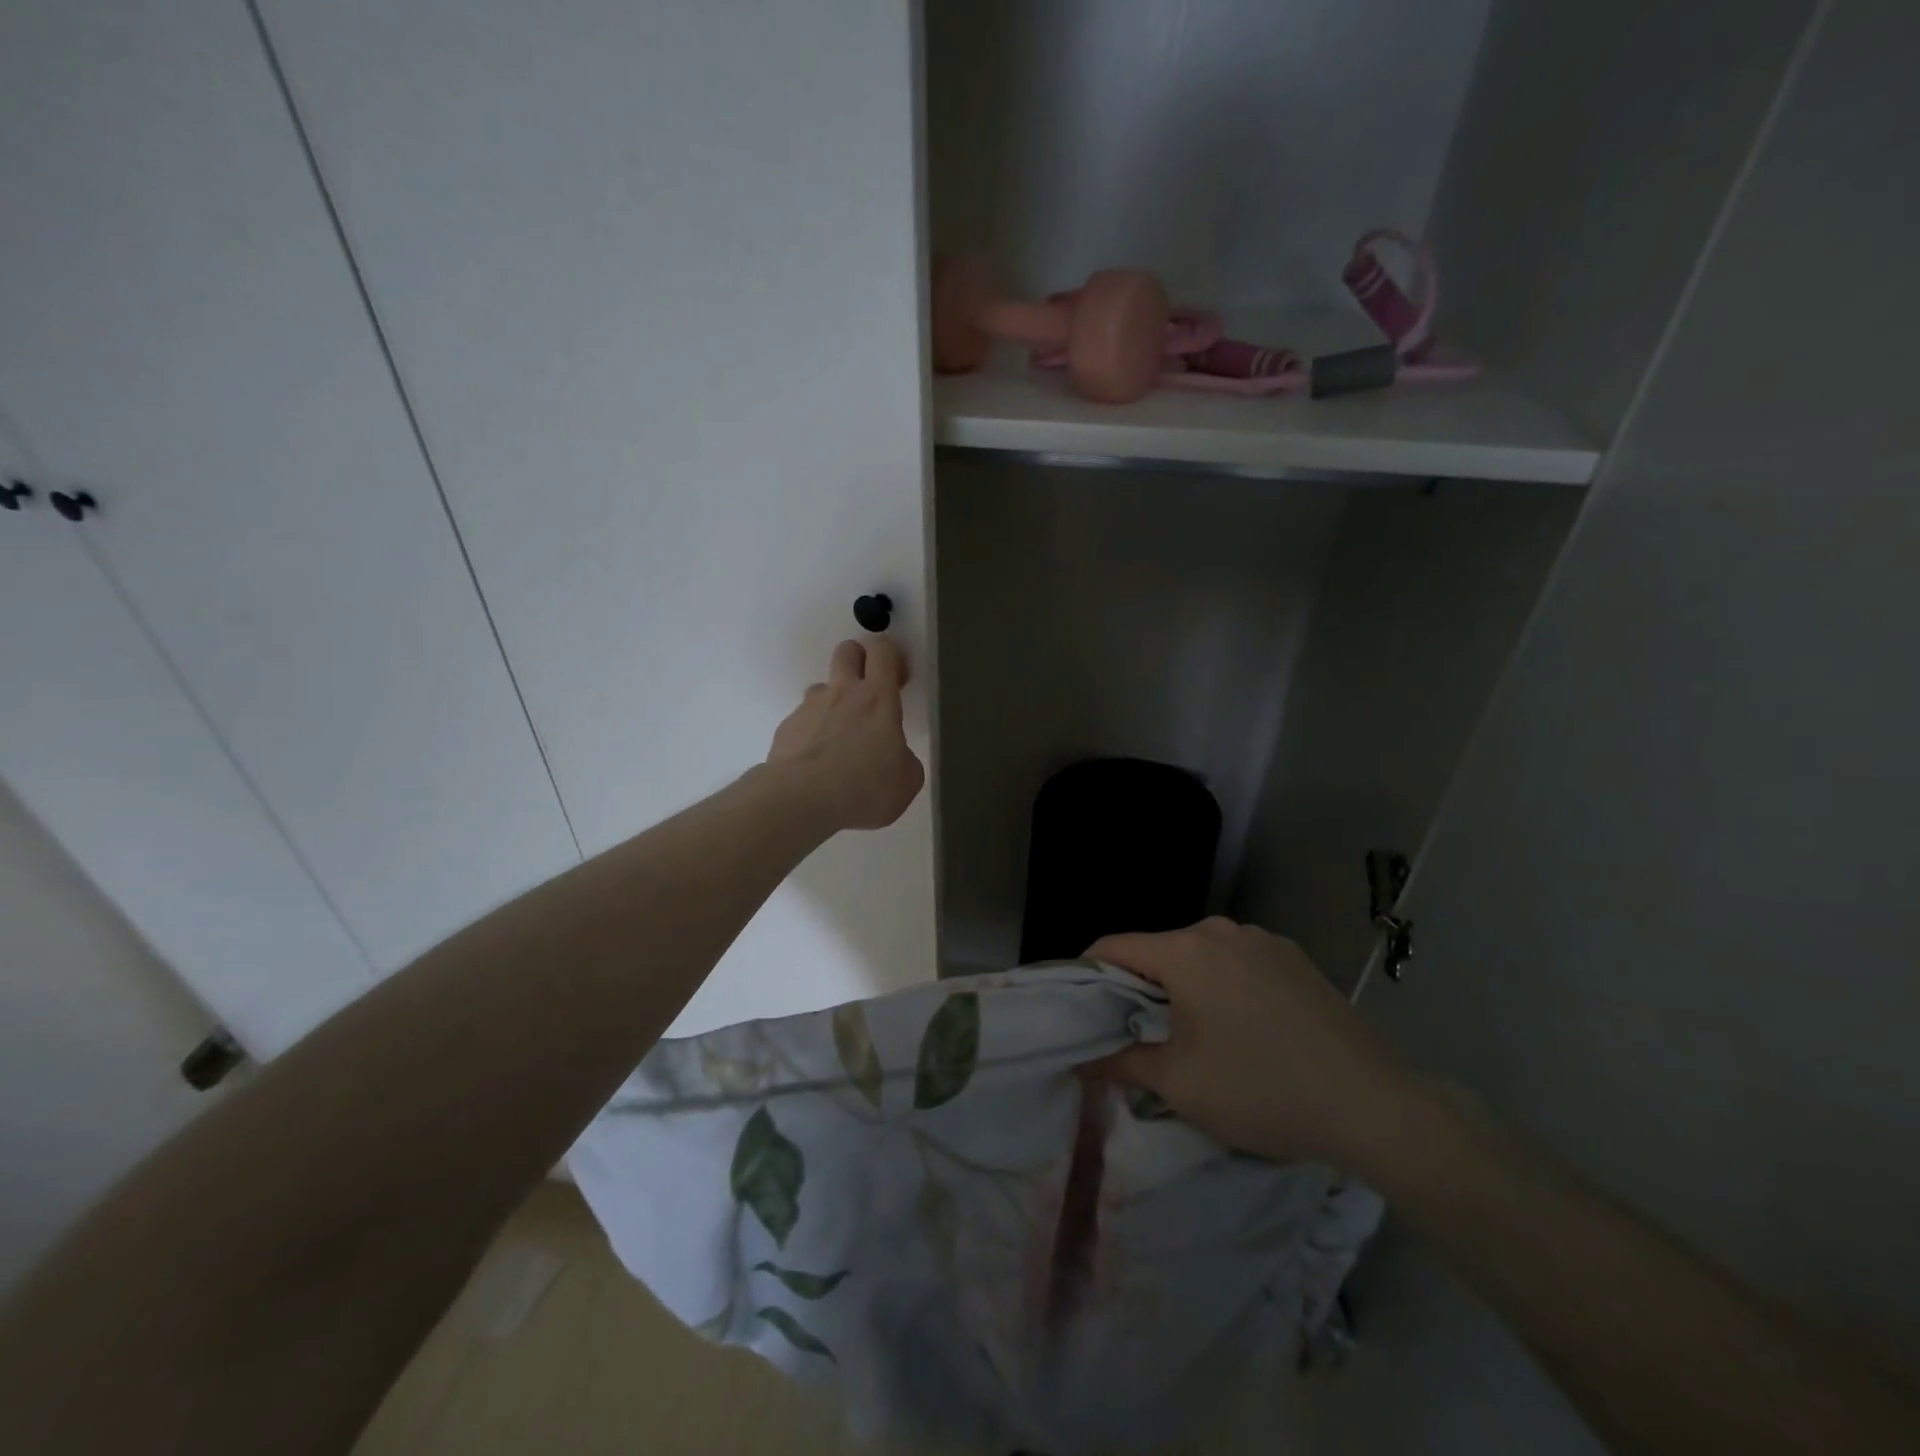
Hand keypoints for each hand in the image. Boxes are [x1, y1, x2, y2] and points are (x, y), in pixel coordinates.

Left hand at [767, 638, 924, 832]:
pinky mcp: (786, 727)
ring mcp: (809, 707)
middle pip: (847, 651)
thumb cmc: (863, 789)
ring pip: (822, 688)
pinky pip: (803, 720)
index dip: (891, 656)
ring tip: (839, 739)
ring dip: (833, 703)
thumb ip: (904, 758)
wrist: (800, 802)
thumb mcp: (906, 782)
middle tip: (868, 691)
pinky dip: (812, 733)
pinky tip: (815, 762)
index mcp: (877, 699)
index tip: (898, 678)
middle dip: (859, 661)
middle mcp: (842, 693)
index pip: (882, 650)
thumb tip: (894, 756)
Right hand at [1091, 918, 1422, 1172]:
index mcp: (1186, 951)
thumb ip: (1123, 1062)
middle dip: (1141, 986)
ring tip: (1195, 1034)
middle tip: (1138, 1032)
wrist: (1372, 1107)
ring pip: (1201, 956)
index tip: (1082, 1007)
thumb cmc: (1262, 1091)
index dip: (1088, 973)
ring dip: (1185, 986)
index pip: (1114, 946)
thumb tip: (1086, 1060)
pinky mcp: (1295, 957)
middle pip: (1159, 950)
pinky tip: (1245, 1028)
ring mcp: (1264, 940)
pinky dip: (1225, 985)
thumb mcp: (1180, 1085)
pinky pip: (1239, 963)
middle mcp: (1221, 930)